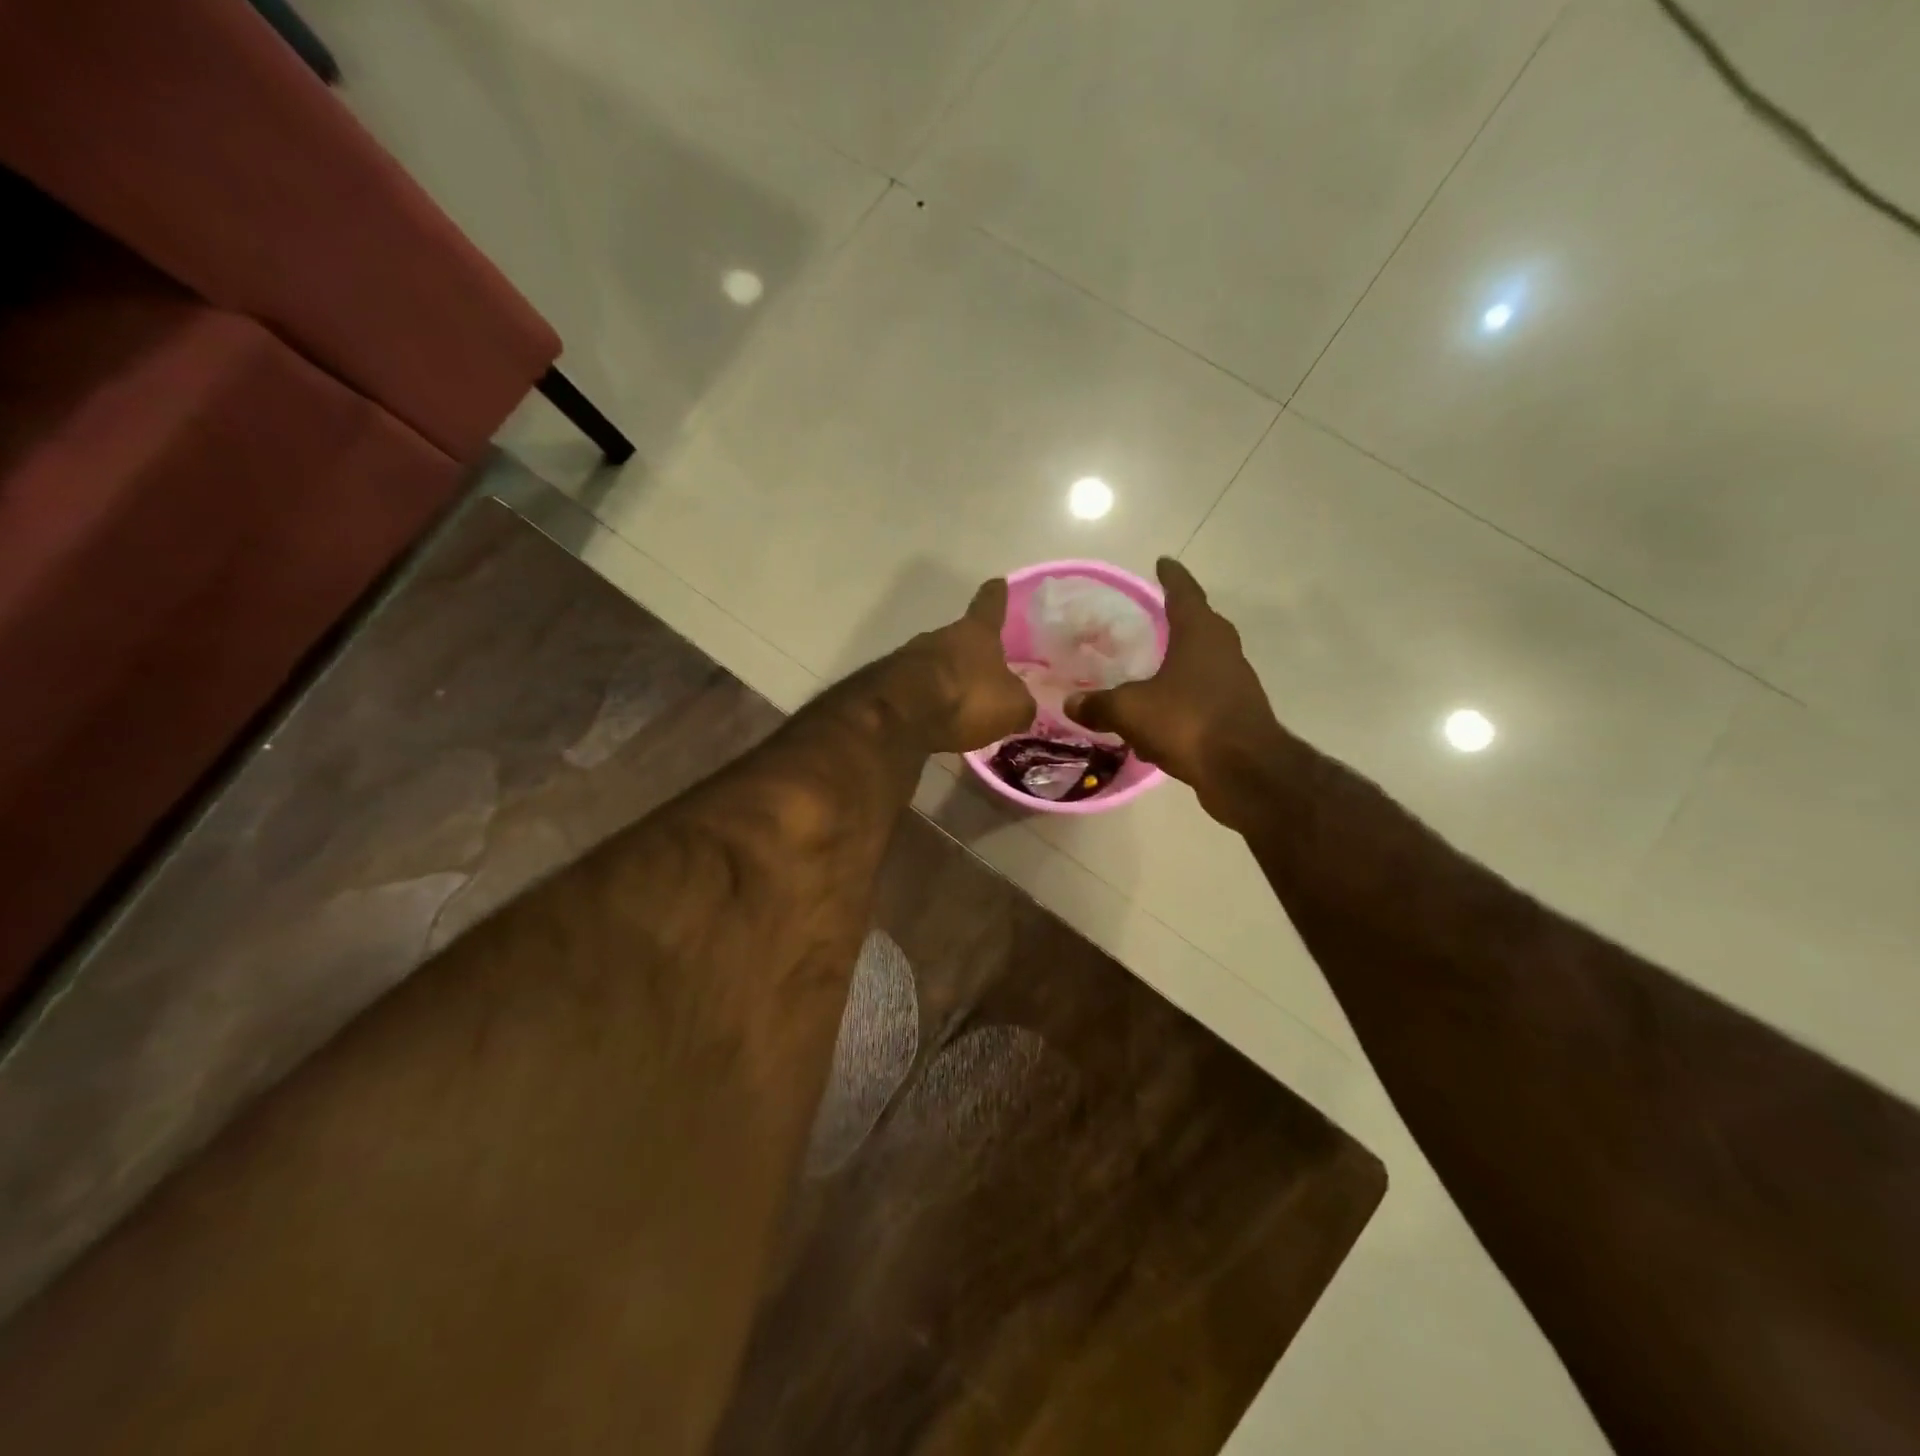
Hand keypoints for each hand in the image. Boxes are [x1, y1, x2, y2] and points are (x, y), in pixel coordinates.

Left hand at [889, 579, 1034, 753]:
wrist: (899, 717)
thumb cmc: (965, 698)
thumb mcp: (1012, 706)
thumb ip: (1021, 703)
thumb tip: (1022, 706)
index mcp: (976, 632)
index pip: (990, 603)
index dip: (996, 595)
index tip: (998, 583)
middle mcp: (941, 635)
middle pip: (960, 638)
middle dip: (972, 654)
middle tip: (987, 675)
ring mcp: (909, 657)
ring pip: (937, 665)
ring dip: (948, 680)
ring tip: (962, 706)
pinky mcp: (888, 684)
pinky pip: (918, 691)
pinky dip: (928, 703)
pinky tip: (937, 723)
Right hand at [1066, 558, 1283, 822]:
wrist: (1244, 771)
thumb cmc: (1188, 722)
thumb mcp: (1131, 710)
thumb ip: (1099, 704)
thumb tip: (1071, 702)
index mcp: (1200, 634)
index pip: (1184, 593)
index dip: (1171, 577)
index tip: (1163, 562)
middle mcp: (1223, 651)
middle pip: (1200, 626)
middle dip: (1178, 620)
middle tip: (1153, 617)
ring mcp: (1235, 683)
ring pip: (1202, 665)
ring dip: (1179, 665)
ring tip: (1150, 672)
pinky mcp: (1237, 715)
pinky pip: (1202, 699)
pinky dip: (1181, 702)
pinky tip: (1159, 721)